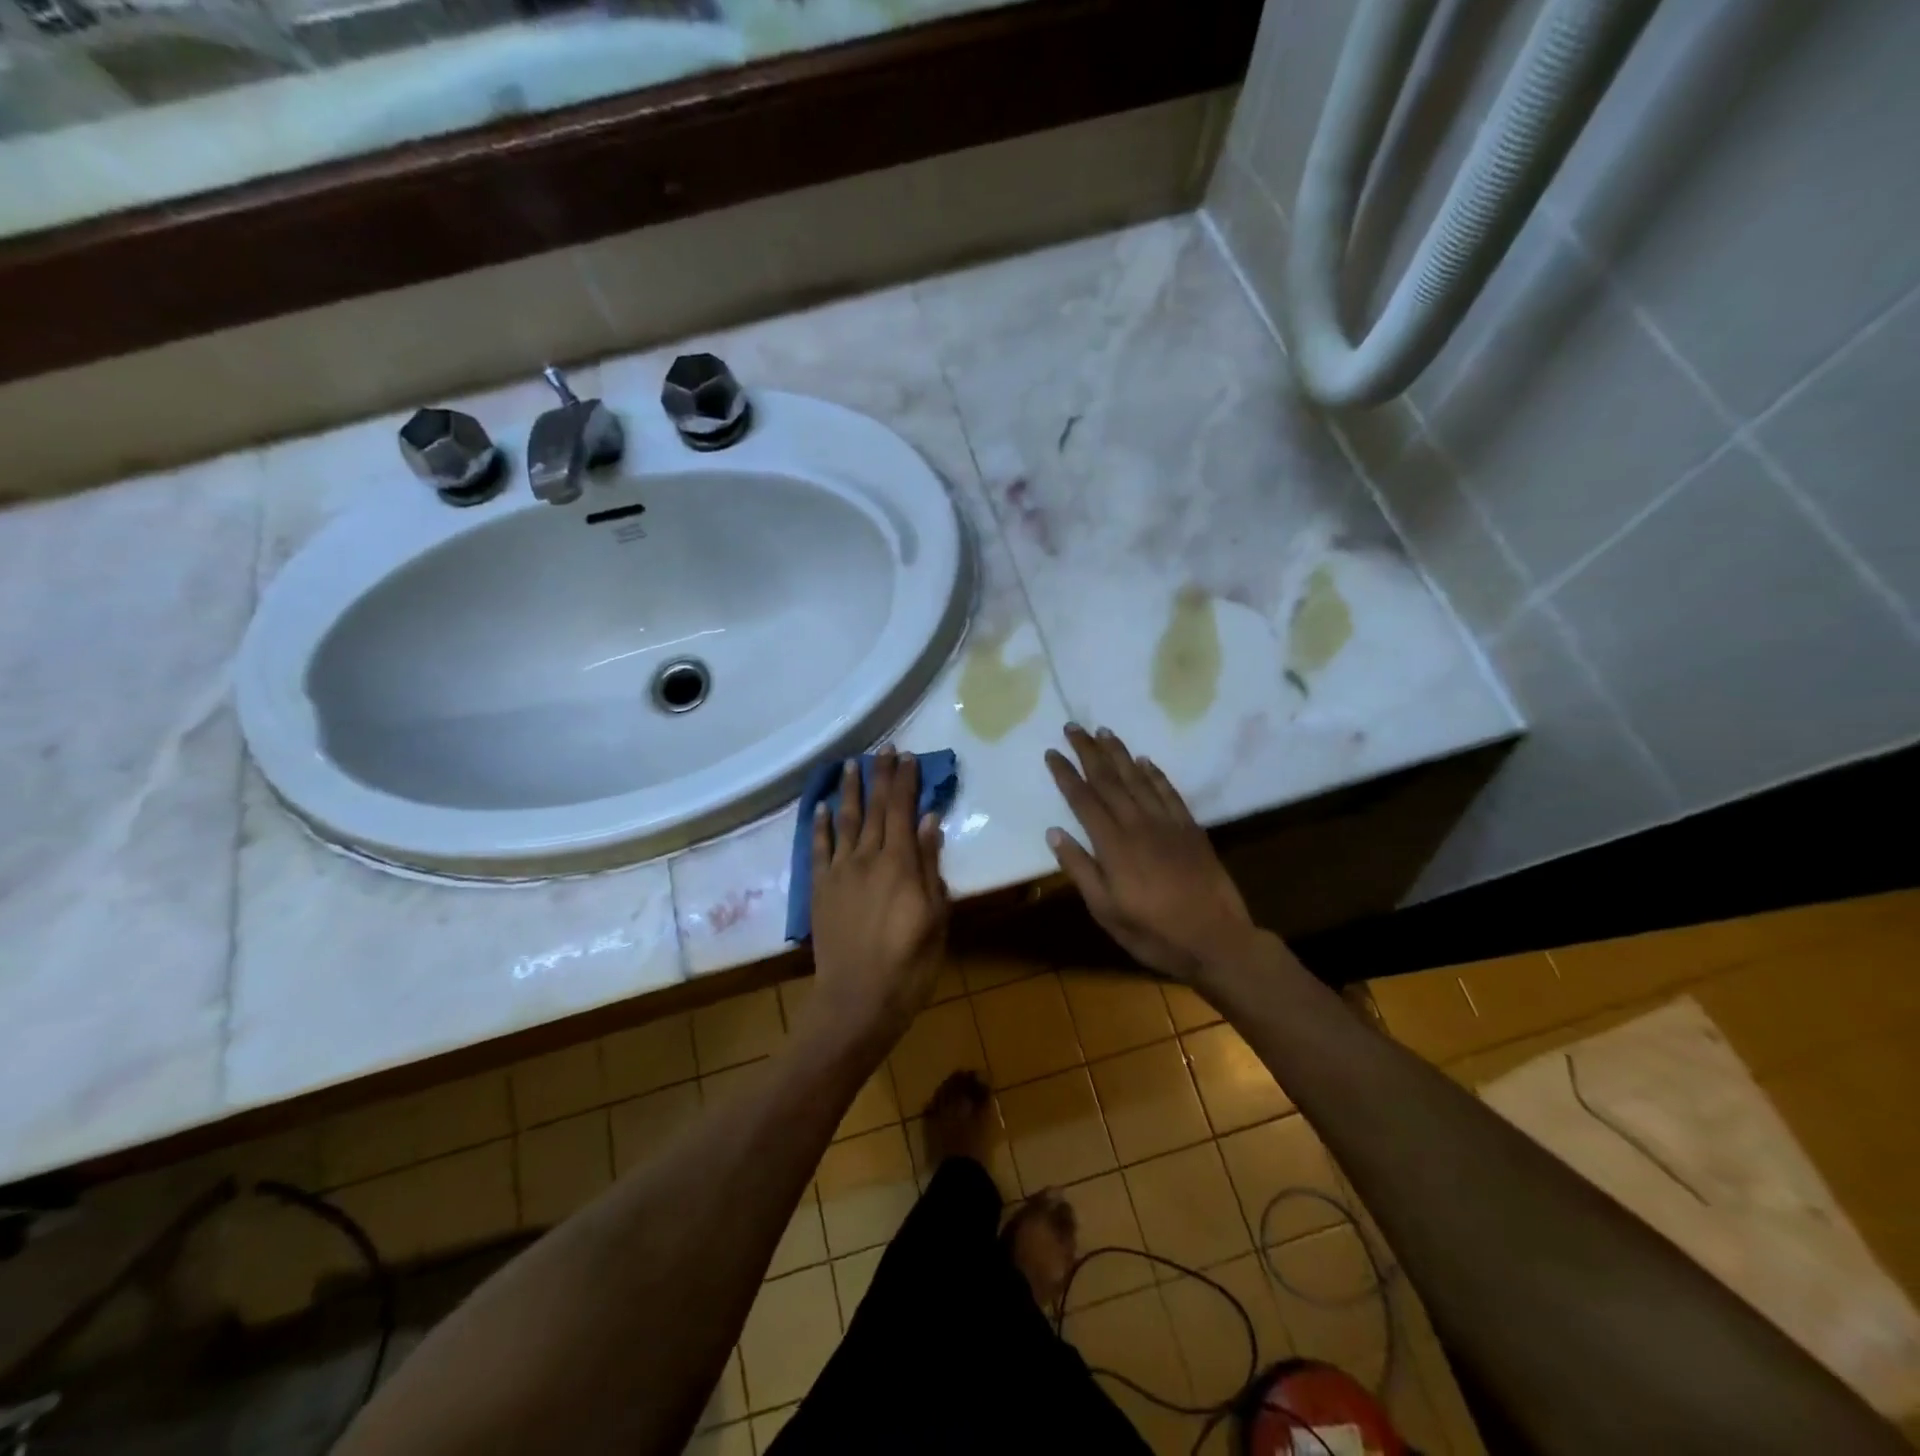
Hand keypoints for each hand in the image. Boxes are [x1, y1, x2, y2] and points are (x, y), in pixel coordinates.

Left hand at [805, 747, 949, 1054]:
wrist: (857, 1000)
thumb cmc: (909, 963)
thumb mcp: (935, 917)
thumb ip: (930, 865)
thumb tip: (930, 820)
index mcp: (900, 863)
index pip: (903, 810)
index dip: (905, 781)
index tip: (908, 757)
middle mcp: (867, 858)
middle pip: (876, 808)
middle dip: (881, 776)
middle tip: (884, 750)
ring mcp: (839, 872)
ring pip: (845, 820)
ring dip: (850, 790)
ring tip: (851, 764)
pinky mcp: (819, 889)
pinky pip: (818, 849)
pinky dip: (820, 826)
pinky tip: (820, 807)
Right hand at [1044, 724, 1259, 983]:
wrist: (1217, 940)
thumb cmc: (1154, 933)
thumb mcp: (1106, 911)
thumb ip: (1080, 869)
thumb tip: (1054, 832)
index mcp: (1114, 845)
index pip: (1083, 800)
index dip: (1066, 774)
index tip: (1052, 752)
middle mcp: (1138, 824)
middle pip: (1109, 780)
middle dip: (1089, 752)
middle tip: (1074, 727)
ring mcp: (1168, 824)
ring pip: (1138, 779)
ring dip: (1119, 754)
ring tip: (1104, 732)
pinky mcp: (1190, 829)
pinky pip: (1169, 792)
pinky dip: (1155, 774)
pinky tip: (1146, 761)